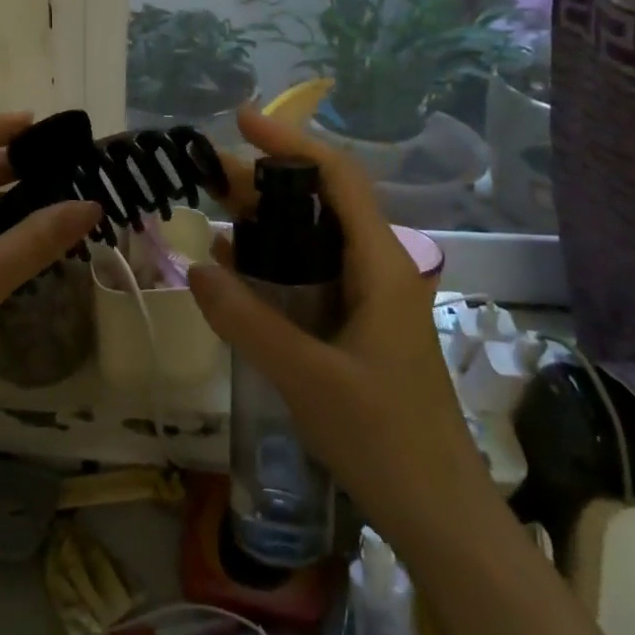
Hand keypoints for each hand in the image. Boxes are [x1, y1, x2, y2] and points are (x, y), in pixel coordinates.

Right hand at [190, 107, 492, 549]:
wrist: (439, 514)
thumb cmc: (384, 440)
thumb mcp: (306, 378)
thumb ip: (247, 320)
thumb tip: (195, 267)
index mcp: (379, 267)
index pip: (338, 180)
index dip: (291, 143)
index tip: (243, 121)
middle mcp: (377, 271)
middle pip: (320, 205)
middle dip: (265, 182)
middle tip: (207, 173)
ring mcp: (368, 301)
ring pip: (313, 241)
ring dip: (266, 222)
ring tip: (212, 210)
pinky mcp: (356, 328)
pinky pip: (310, 278)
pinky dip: (272, 264)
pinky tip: (235, 271)